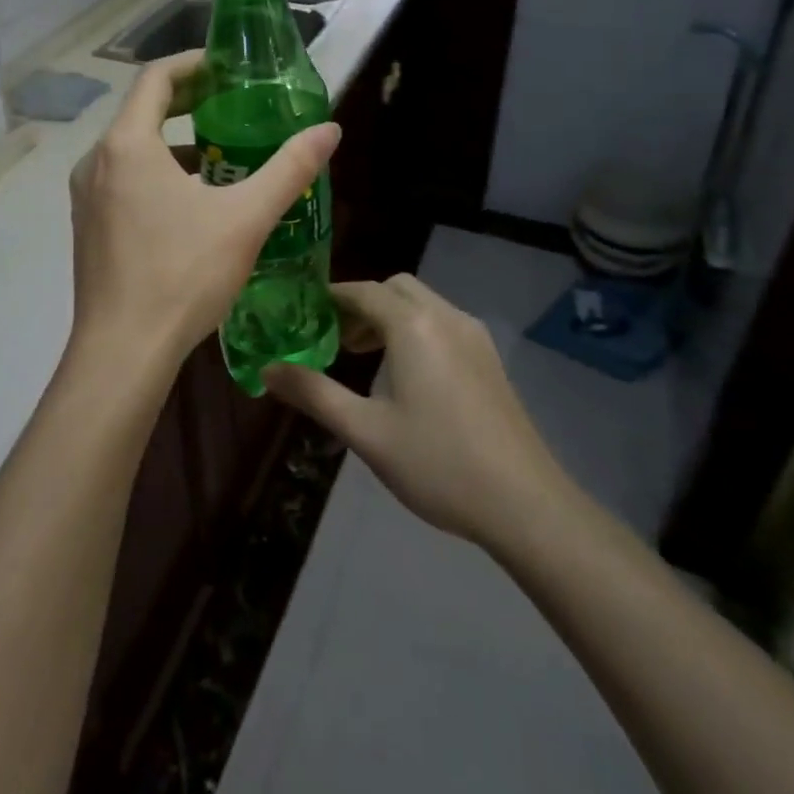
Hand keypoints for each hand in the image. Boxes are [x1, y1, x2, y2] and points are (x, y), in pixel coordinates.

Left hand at [66, 52, 339, 394]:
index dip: (192, 64)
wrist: (123, 351)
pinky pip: (121, 180)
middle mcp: (96, 161)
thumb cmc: (183, 275)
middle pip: (140, 111)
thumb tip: (329, 130)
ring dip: (172, 142)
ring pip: (131, 150)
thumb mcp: (246, 219)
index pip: (155, 78)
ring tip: (219, 155)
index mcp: (127, 145)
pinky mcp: (86, 226)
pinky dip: (154, 173)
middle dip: (186, 102)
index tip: (227, 67)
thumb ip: (290, 169)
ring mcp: (86, 196)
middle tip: (230, 104)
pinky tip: (189, 204)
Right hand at [264, 275, 567, 550]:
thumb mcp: (365, 432)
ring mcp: (474, 336)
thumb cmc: (437, 463)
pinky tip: (409, 376)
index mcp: (413, 326)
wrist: (526, 504)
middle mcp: (446, 317)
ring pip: (422, 304)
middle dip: (362, 304)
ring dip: (390, 316)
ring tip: (366, 358)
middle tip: (336, 340)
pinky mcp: (490, 359)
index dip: (330, 297)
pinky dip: (416, 330)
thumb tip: (266, 370)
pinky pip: (443, 323)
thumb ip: (313, 394)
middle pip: (395, 288)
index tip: (303, 313)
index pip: (362, 291)